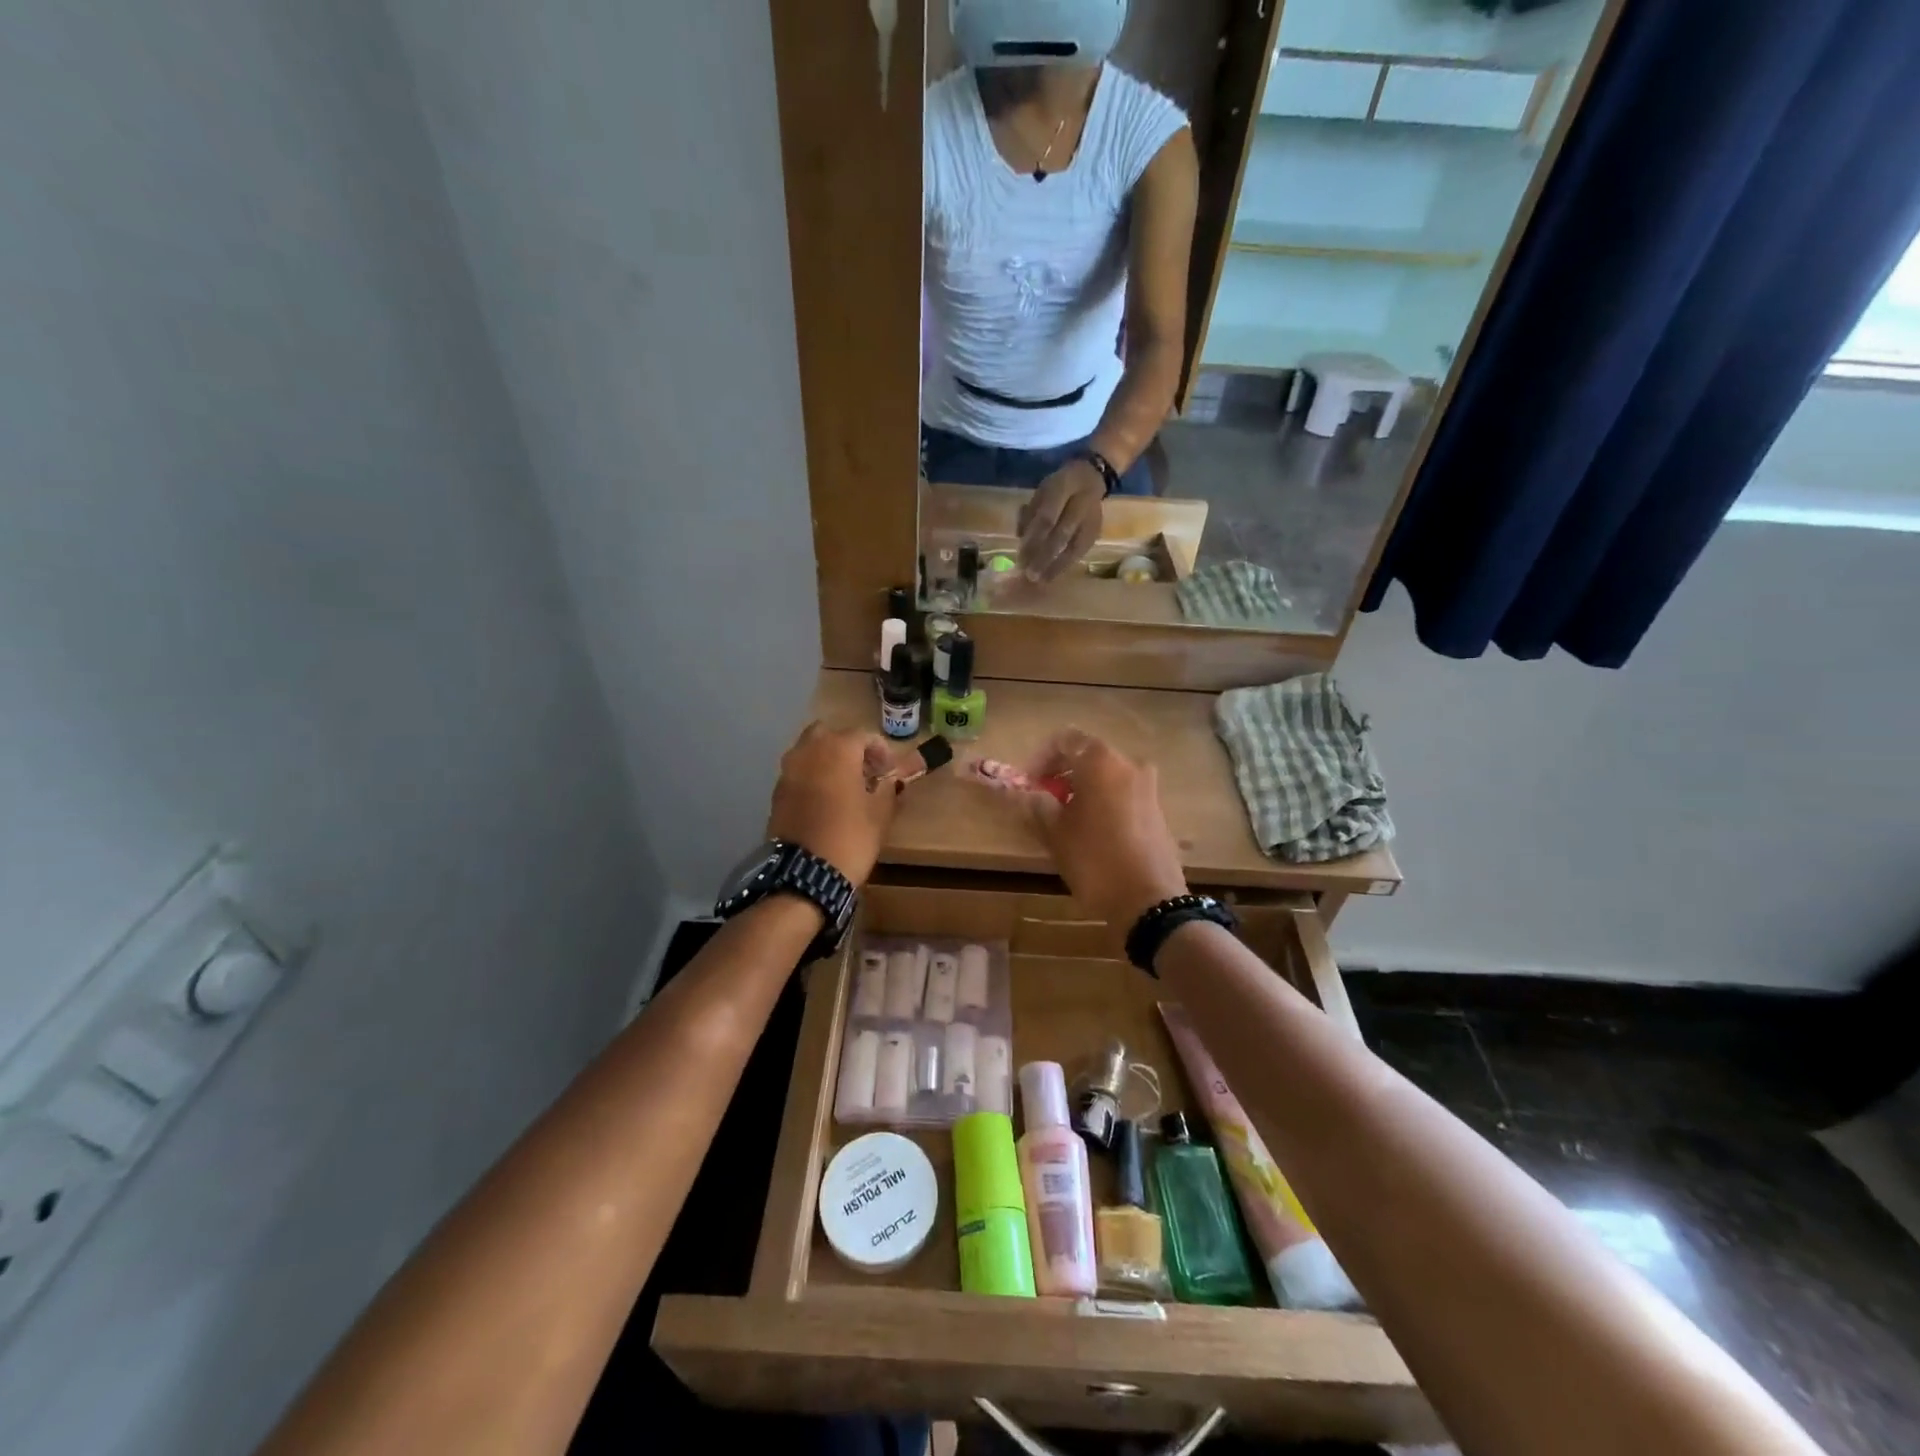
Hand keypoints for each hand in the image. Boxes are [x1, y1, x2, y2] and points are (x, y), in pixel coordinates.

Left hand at [767, 723, 899, 887]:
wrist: (805, 874)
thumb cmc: (850, 838)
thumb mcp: (880, 814)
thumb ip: (887, 789)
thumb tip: (889, 781)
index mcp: (838, 749)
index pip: (863, 736)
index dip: (881, 751)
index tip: (890, 771)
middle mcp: (809, 751)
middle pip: (830, 734)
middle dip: (847, 747)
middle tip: (864, 770)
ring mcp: (788, 770)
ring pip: (809, 751)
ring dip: (827, 760)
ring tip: (844, 785)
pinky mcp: (777, 792)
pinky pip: (798, 772)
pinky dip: (812, 777)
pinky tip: (825, 800)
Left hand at [1017, 459, 1105, 582]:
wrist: (1092, 477)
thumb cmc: (1060, 487)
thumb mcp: (1041, 491)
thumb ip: (1030, 513)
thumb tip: (1020, 539)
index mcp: (1063, 487)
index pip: (1047, 517)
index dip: (1034, 539)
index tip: (1021, 557)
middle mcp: (1081, 502)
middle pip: (1061, 534)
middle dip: (1044, 557)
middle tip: (1030, 575)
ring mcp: (1092, 518)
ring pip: (1074, 546)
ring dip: (1056, 565)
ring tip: (1041, 580)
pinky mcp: (1097, 531)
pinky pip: (1081, 551)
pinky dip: (1066, 564)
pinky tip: (1053, 575)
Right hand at [1021, 729, 1188, 927]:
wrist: (1149, 901)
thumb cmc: (1095, 861)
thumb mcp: (1056, 833)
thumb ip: (1037, 805)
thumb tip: (1026, 794)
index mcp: (1101, 761)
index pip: (1064, 740)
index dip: (1040, 758)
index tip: (1028, 784)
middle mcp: (1128, 764)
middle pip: (1087, 754)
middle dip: (1060, 772)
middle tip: (1042, 799)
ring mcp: (1147, 785)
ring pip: (1106, 774)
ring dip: (1082, 786)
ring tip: (1064, 817)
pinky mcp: (1156, 808)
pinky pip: (1122, 791)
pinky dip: (1103, 799)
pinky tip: (1091, 828)